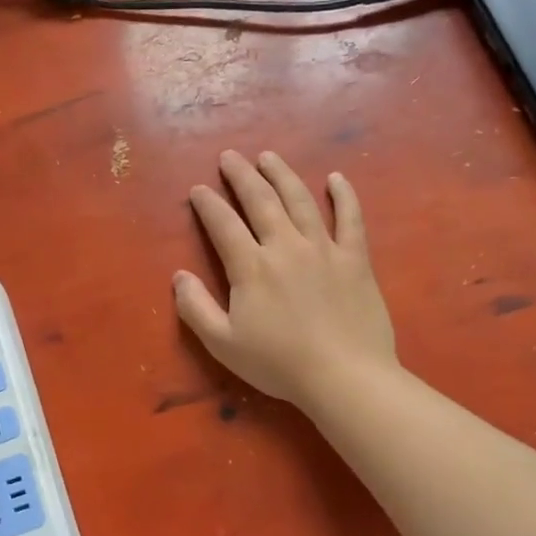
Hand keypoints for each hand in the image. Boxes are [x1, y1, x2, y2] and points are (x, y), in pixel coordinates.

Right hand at [174, 150, 397, 409]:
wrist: (345, 378)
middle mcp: (285, 246)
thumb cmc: (279, 364)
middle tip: (229, 156)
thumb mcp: (223, 343)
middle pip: (260, 200)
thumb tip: (179, 276)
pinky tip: (336, 178)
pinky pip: (351, 219)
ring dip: (281, 175)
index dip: (208, 204)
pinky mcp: (355, 259)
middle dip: (241, 175)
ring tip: (268, 157)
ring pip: (300, 200)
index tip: (198, 189)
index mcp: (251, 266)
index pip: (223, 224)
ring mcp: (324, 249)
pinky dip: (344, 196)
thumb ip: (195, 308)